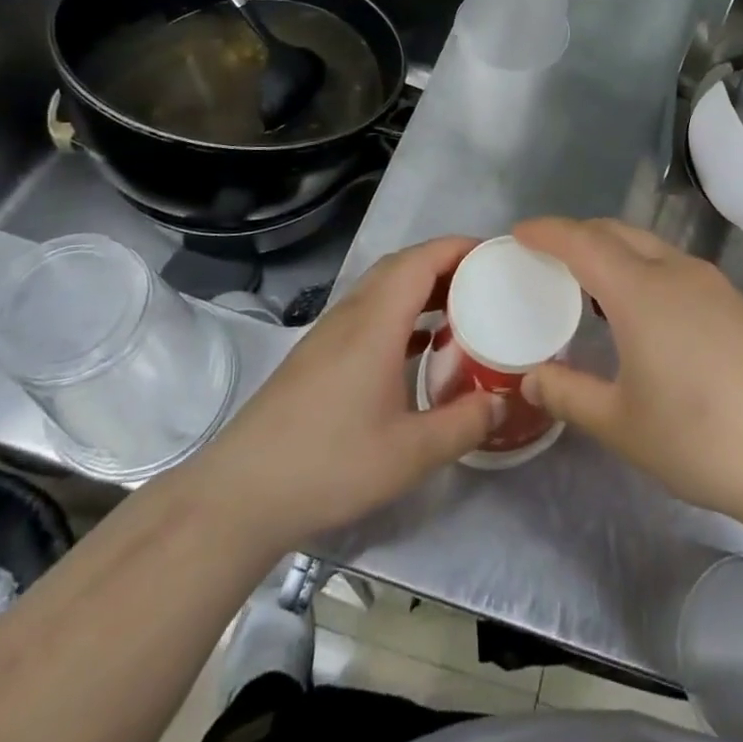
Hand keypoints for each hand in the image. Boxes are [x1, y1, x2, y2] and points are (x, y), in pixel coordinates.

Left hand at [205, 236, 498, 550]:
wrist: (240, 493)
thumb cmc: (329, 464)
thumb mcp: (409, 454)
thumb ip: (463, 424)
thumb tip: (502, 401)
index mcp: (375, 322)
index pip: (420, 260)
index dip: (458, 248)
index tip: (496, 254)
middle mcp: (351, 315)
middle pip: (401, 266)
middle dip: (445, 263)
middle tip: (487, 282)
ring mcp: (329, 333)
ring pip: (382, 288)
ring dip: (421, 287)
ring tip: (461, 309)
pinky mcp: (317, 355)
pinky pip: (368, 312)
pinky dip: (401, 312)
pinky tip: (418, 345)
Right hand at [514, 218, 742, 526]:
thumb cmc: (701, 438)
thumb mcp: (621, 424)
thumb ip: (568, 395)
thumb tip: (530, 379)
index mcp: (641, 291)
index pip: (582, 241)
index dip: (547, 232)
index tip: (518, 233)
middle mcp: (675, 271)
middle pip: (616, 232)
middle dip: (576, 235)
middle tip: (546, 258)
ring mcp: (710, 282)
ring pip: (648, 245)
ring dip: (611, 250)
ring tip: (587, 284)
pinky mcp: (733, 301)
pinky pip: (672, 265)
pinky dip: (640, 268)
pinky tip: (638, 310)